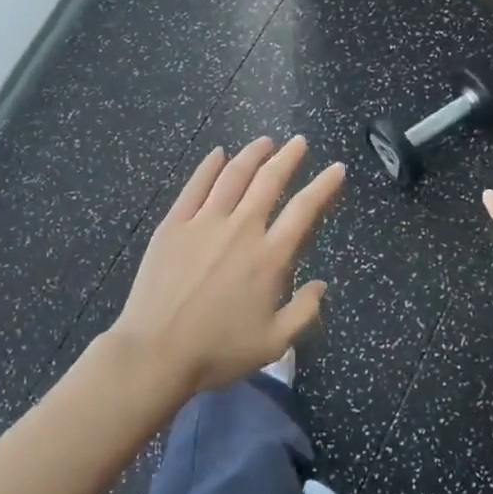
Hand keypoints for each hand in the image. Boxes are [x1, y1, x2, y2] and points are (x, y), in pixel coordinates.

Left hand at [111, 137, 345, 395]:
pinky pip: (195, 186)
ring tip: (265, 141)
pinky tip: (218, 154)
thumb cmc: (218, 351)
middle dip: (288, 157)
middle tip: (299, 142)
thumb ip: (304, 312)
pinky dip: (209, 166)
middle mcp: (241, 229)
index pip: (304, 211)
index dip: (324, 186)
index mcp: (269, 257)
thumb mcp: (274, 343)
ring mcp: (204, 223)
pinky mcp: (174, 224)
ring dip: (252, 154)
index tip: (336, 169)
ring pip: (233, 176)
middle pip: (269, 181)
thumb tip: (321, 285)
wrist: (156, 352)